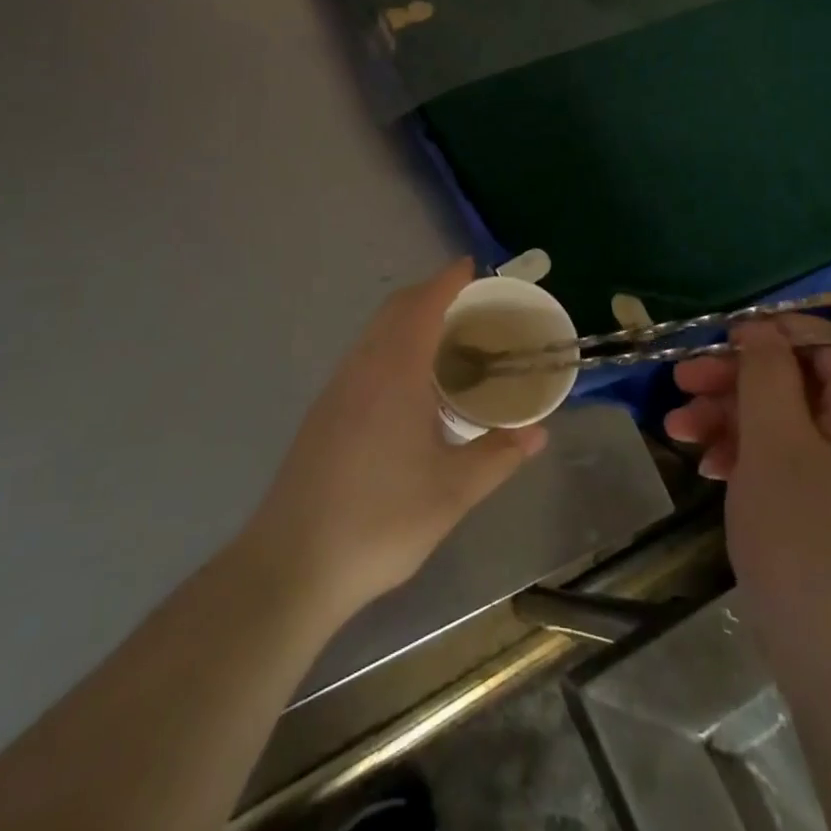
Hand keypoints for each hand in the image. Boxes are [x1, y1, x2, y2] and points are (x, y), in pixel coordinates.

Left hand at [242, 260, 547, 624]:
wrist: (292, 564)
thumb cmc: (380, 520)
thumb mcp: (452, 493)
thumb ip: (498, 457)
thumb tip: (538, 434)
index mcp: (395, 372)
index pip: (424, 305)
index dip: (448, 280)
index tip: (471, 267)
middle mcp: (362, 367)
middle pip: (395, 309)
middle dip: (429, 294)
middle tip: (469, 304)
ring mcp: (337, 388)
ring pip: (375, 332)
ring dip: (408, 319)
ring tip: (445, 340)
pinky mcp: (323, 412)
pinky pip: (364, 355)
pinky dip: (391, 345)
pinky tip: (409, 384)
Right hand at [664, 315, 830, 663]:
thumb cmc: (811, 544)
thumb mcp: (777, 444)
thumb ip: (767, 374)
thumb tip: (760, 329)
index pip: (826, 346)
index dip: (772, 336)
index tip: (716, 343)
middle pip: (801, 385)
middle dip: (737, 381)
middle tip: (680, 385)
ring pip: (790, 428)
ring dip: (733, 421)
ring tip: (678, 433)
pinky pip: (793, 470)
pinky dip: (751, 462)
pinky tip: (711, 472)